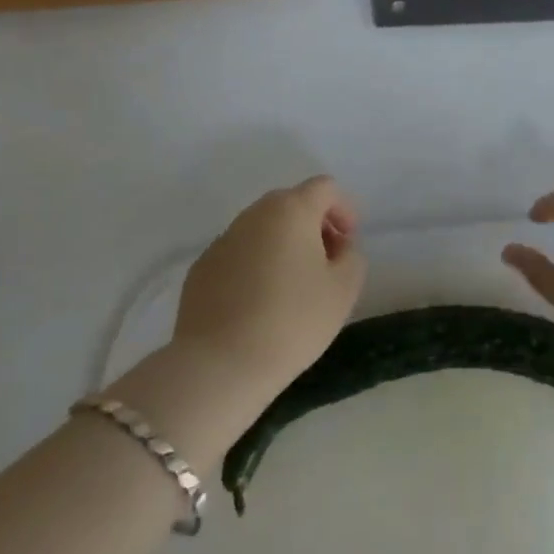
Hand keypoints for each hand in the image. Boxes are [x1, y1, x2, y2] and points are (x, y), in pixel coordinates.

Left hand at [172, 176, 365, 402]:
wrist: (219, 366)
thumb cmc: (292, 321)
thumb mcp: (344, 290)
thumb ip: (352, 256)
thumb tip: (338, 247)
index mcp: (291, 210)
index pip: (325, 188)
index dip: (344, 209)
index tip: (348, 244)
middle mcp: (254, 214)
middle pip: (292, 203)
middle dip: (314, 225)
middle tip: (326, 263)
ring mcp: (223, 240)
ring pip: (263, 228)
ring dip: (283, 245)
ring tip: (292, 287)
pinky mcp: (201, 268)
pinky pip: (239, 253)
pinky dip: (255, 265)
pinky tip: (259, 303)